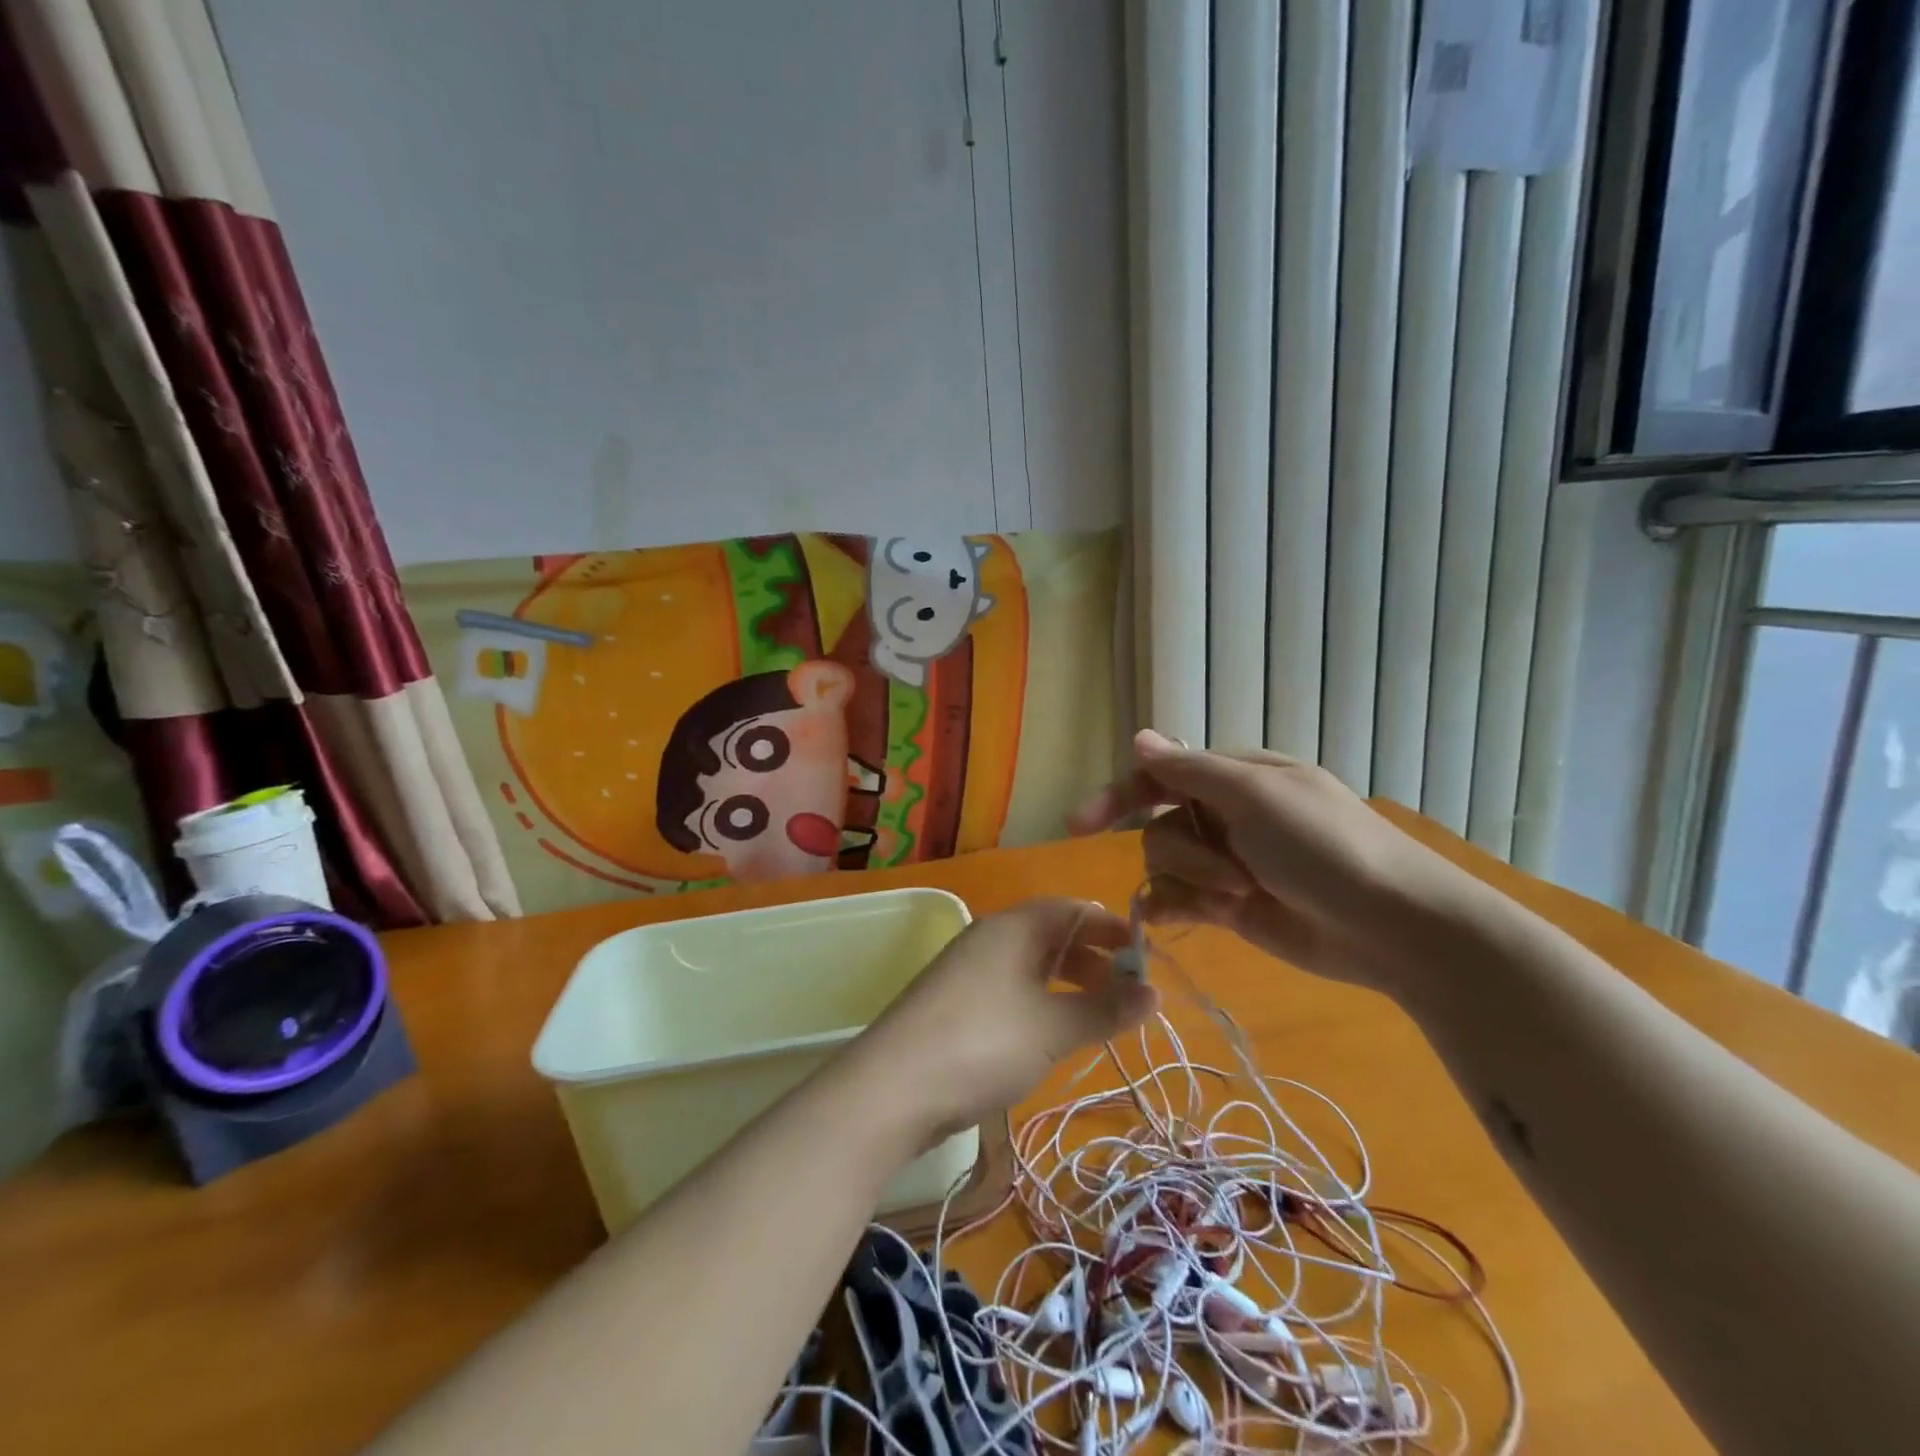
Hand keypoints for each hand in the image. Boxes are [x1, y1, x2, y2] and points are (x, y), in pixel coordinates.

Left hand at [855, 898, 1158, 1140]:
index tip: (1147, 956)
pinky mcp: (956, 1004)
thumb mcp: (1053, 1028)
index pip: (1073, 910)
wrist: (893, 1087)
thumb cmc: (983, 1043)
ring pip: (1031, 964)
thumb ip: (1105, 1008)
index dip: (1112, 928)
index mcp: (1013, 927)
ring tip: (1103, 1014)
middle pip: (1052, 935)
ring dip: (1070, 983)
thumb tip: (1154, 993)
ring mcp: (968, 971)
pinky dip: (1042, 1001)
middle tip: (1132, 991)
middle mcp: (989, 938)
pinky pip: (1012, 989)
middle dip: (1095, 958)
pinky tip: (1055, 1031)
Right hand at [1069, 730, 1480, 996]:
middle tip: (1233, 873)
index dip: (1119, 795)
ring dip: (1190, 881)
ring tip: (1236, 897)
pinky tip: (1176, 917)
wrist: (1392, 926)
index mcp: (1234, 778)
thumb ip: (1190, 771)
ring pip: (1165, 865)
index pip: (1159, 775)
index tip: (1080, 823)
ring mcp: (1226, 863)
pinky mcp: (1228, 906)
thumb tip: (1139, 737)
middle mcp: (1225, 816)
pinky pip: (1176, 900)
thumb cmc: (1326, 846)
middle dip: (1185, 851)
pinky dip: (1172, 907)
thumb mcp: (1256, 796)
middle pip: (1159, 824)